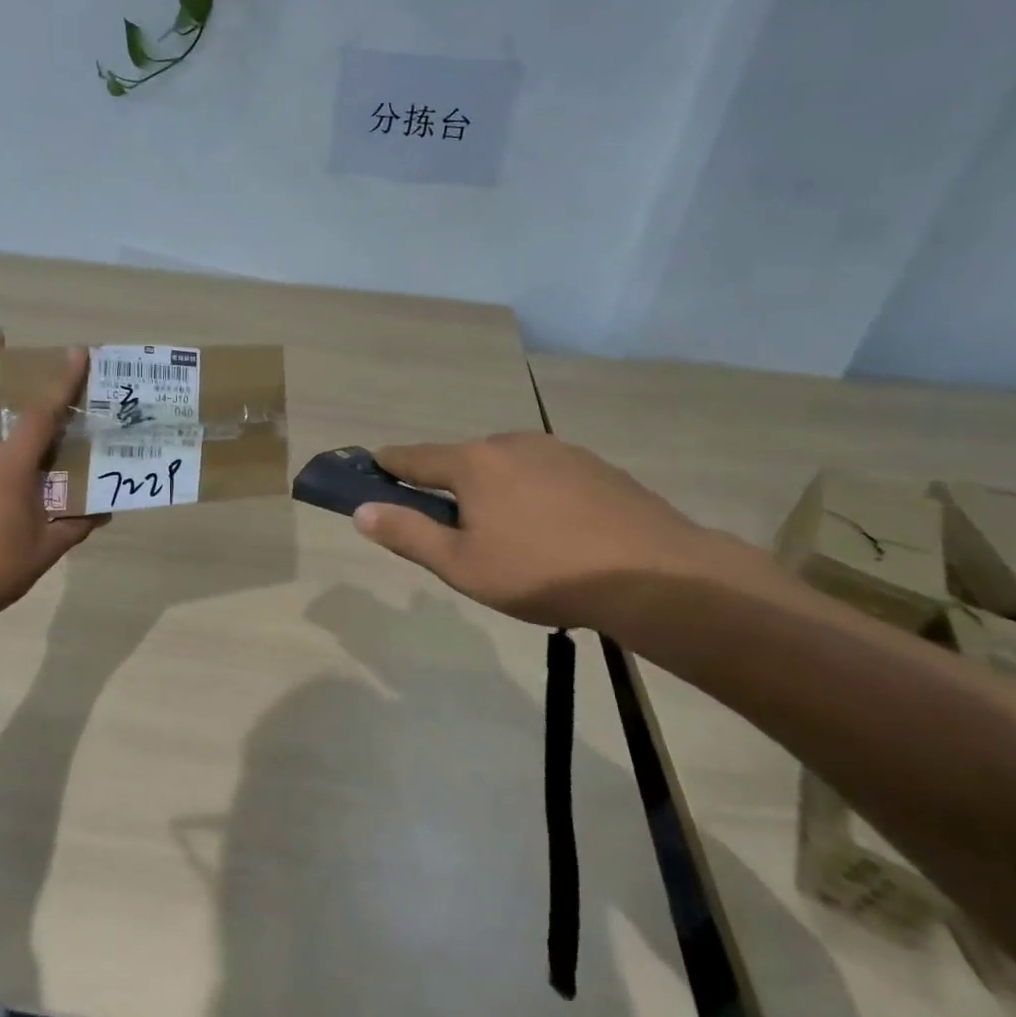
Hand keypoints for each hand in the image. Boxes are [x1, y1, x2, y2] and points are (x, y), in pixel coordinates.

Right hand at [352, 434, 744, 629]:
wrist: (652, 574)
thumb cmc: (541, 571)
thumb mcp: (462, 565)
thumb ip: (407, 534)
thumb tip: (362, 511)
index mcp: (472, 463)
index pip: (414, 458)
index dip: (389, 465)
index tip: (372, 468)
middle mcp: (510, 442)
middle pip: (463, 462)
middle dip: (450, 488)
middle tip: (455, 532)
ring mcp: (557, 450)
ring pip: (507, 467)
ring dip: (495, 491)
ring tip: (512, 538)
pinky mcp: (594, 465)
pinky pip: (546, 475)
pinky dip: (535, 495)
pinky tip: (555, 532)